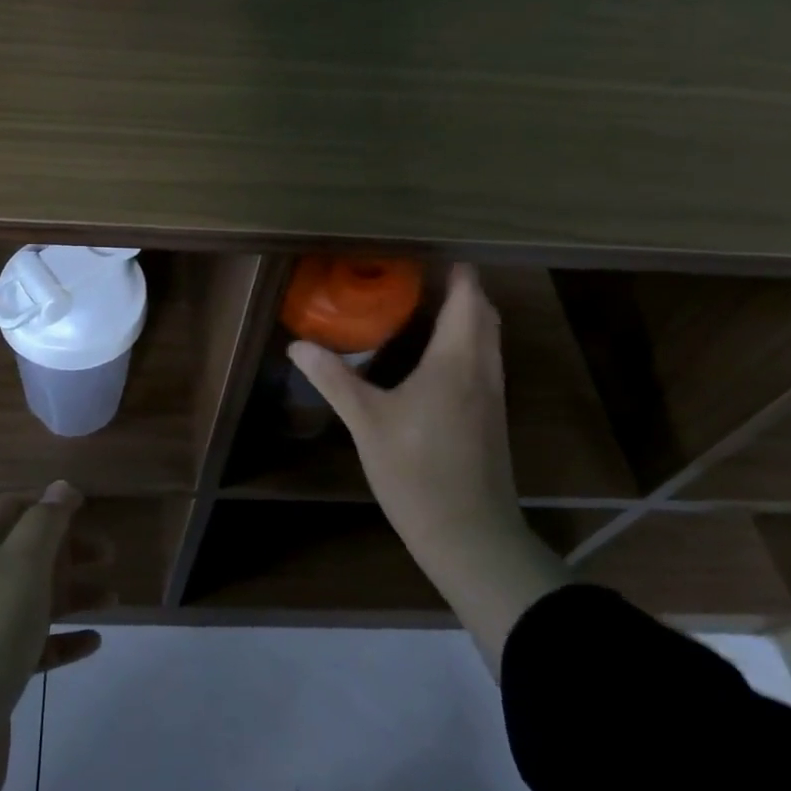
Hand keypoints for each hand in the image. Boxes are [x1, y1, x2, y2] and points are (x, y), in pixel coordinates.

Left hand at [0, 482, 104, 725]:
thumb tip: (61, 486)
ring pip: (28, 599)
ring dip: (70, 595)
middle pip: (21, 554)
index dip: (46, 503)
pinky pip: (27, 645)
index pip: (8, 508)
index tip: (86, 507)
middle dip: (66, 551)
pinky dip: (58, 639)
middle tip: (108, 554)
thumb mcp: (23, 561)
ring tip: (113, 599)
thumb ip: (47, 520)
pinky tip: (92, 643)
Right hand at [288, 264, 569, 665]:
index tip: (433, 255)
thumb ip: (334, 379)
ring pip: (489, 341)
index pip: (467, 300)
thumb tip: (298, 345)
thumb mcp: (367, 423)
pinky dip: (469, 345)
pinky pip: (485, 363)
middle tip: (424, 279)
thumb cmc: (417, 471)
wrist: (470, 535)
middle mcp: (482, 370)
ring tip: (430, 309)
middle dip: (462, 291)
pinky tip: (437, 361)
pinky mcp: (492, 419)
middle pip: (484, 316)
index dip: (458, 274)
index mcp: (456, 361)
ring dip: (468, 318)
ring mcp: (492, 396)